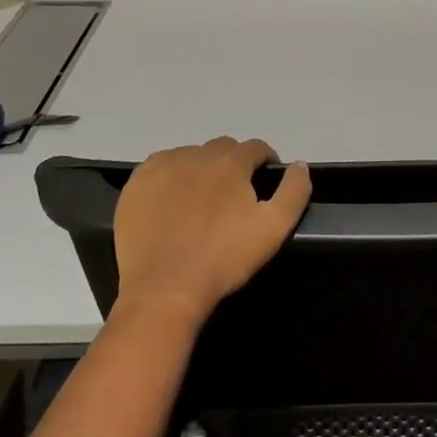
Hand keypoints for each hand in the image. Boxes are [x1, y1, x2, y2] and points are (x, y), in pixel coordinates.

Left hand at [112, 137, 312, 328]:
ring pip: (189, 156)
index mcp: (230, 162)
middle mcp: (196, 155)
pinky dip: (170, 177)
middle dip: (232, 164)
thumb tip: (300, 165)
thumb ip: (294, 191)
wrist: (165, 287)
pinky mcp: (136, 184)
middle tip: (233, 195)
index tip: (265, 178)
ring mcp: (162, 166)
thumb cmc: (224, 258)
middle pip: (222, 149)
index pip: (255, 148)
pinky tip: (171, 202)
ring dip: (200, 169)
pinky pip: (159, 168)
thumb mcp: (274, 228)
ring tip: (201, 200)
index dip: (265, 160)